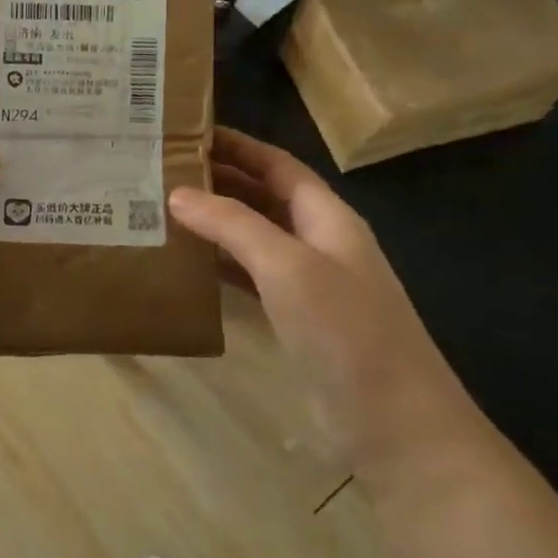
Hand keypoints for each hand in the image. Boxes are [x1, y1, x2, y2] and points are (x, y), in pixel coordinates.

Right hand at [169, 128, 476, 475]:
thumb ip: (233, 225)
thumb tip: (178, 193)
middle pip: (263, 196)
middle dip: (218, 180)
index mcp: (326, 217)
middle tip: (160, 171)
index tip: (186, 131)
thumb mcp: (288, 267)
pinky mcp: (296, 320)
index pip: (276, 165)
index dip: (236, 145)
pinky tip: (188, 264)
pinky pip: (251, 277)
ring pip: (254, 237)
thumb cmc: (347, 332)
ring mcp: (308, 283)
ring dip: (215, 222)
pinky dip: (220, 264)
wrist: (396, 426)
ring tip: (162, 210)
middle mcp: (318, 241)